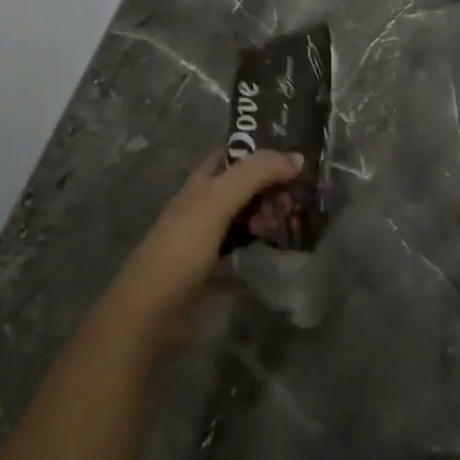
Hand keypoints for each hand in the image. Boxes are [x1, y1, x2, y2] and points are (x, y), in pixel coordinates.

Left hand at [98, 149, 302, 359]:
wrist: (152, 311)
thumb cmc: (182, 247)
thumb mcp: (217, 200)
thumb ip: (255, 174)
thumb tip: (298, 158)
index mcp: (202, 182)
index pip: (236, 153)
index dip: (263, 149)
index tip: (299, 154)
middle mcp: (206, 203)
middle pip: (246, 185)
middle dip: (274, 185)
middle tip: (307, 194)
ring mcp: (211, 236)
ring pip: (248, 215)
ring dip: (272, 214)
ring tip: (304, 219)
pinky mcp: (216, 267)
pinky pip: (248, 247)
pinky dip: (266, 245)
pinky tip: (287, 248)